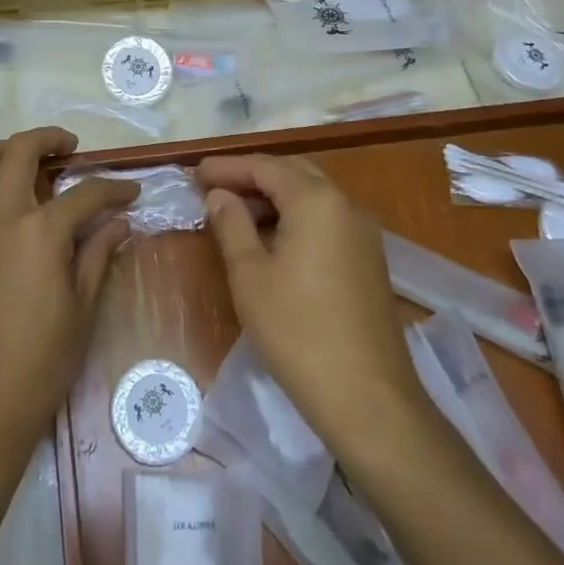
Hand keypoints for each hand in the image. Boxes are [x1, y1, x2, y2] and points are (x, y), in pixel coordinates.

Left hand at [0, 127, 135, 461]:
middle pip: (21, 151)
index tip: (131, 192)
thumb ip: (99, 256)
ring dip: (3, 151)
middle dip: (50, 139)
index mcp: (40, 232)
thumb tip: (119, 223)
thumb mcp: (81, 311)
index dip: (113, 189)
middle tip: (70, 148)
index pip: (85, 194)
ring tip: (23, 162)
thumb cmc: (38, 365)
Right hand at [199, 153, 422, 449]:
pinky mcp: (368, 259)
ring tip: (234, 213)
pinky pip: (325, 220)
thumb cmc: (298, 331)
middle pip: (292, 174)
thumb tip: (219, 195)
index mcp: (316, 200)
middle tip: (213, 188)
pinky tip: (269, 239)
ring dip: (273, 197)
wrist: (367, 398)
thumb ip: (231, 225)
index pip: (265, 167)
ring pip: (311, 196)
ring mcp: (362, 233)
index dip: (228, 167)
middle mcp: (345, 205)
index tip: (195, 173)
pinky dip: (294, 217)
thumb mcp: (250, 275)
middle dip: (251, 177)